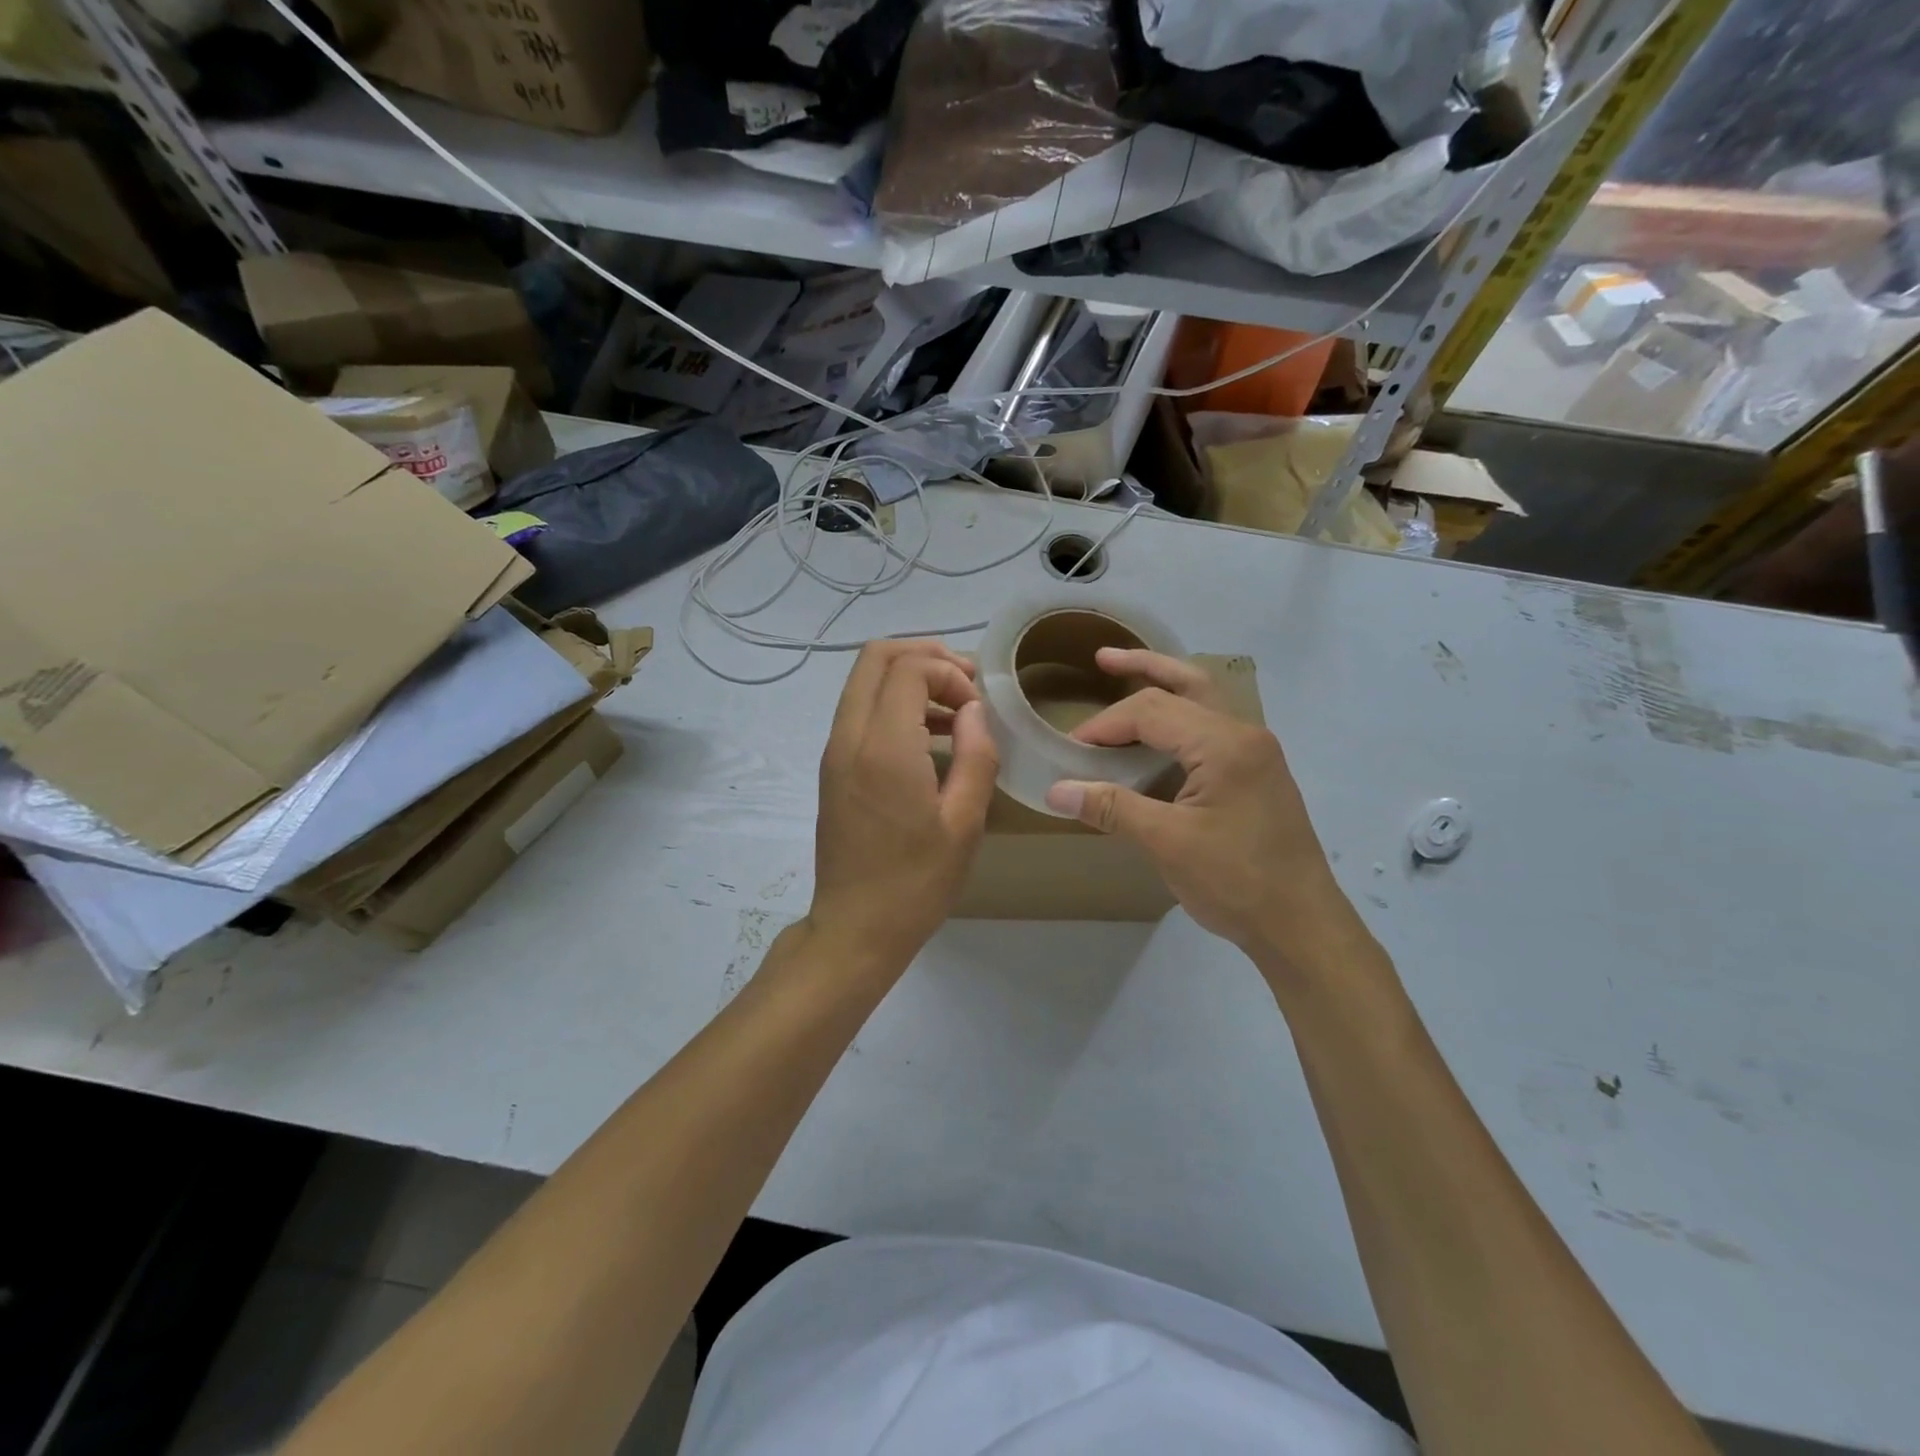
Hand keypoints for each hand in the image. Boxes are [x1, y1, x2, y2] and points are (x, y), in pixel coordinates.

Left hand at [809, 641, 998, 973]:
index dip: (950, 672)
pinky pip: (860, 710)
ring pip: (864, 680)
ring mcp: (834, 750)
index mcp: (884, 747)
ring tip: (955, 710)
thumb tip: (974, 710)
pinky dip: (893, 703)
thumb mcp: (964, 823)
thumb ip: (976, 755)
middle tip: (965, 684)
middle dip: (925, 656)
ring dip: (909, 678)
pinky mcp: (832, 767)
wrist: (855, 928)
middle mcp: (849, 736)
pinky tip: (930, 737)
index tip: (977, 708)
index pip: (908, 667)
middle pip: (876, 657)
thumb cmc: (916, 883)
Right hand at [1044, 649, 1367, 984]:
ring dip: (1165, 686)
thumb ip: (1112, 808)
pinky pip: (1211, 728)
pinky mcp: (1256, 774)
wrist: (1301, 925)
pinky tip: (1157, 735)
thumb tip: (1056, 790)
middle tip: (1102, 658)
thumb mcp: (1167, 843)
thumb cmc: (1236, 882)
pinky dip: (1179, 719)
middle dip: (1142, 667)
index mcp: (1224, 744)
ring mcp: (1256, 753)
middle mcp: (1245, 735)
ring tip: (1126, 677)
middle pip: (1186, 684)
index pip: (1151, 711)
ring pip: (1204, 701)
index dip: (1105, 725)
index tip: (1072, 749)